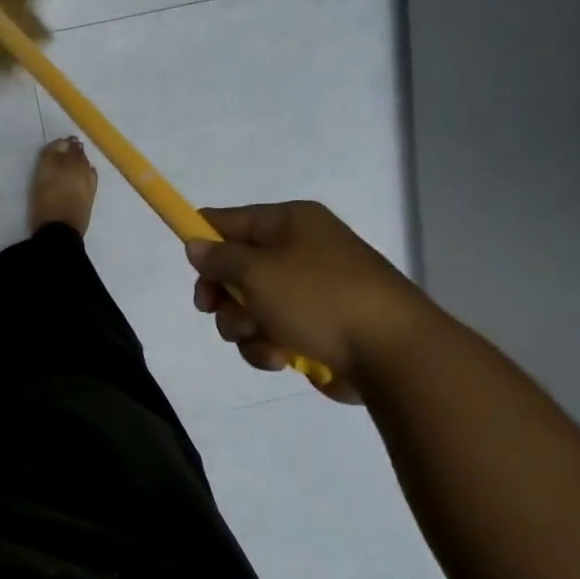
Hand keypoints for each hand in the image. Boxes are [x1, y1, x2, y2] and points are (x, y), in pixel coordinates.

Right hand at [186, 201, 437, 400]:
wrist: (392, 353)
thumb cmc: (319, 298)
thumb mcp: (257, 272)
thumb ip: (218, 258)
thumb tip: (196, 245)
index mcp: (289, 222)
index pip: (228, 220)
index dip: (202, 238)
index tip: (187, 266)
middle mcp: (298, 250)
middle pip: (234, 269)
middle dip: (223, 296)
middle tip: (214, 310)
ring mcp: (309, 291)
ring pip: (248, 307)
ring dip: (244, 328)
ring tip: (263, 340)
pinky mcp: (316, 328)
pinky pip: (271, 333)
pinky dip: (268, 346)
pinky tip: (282, 358)